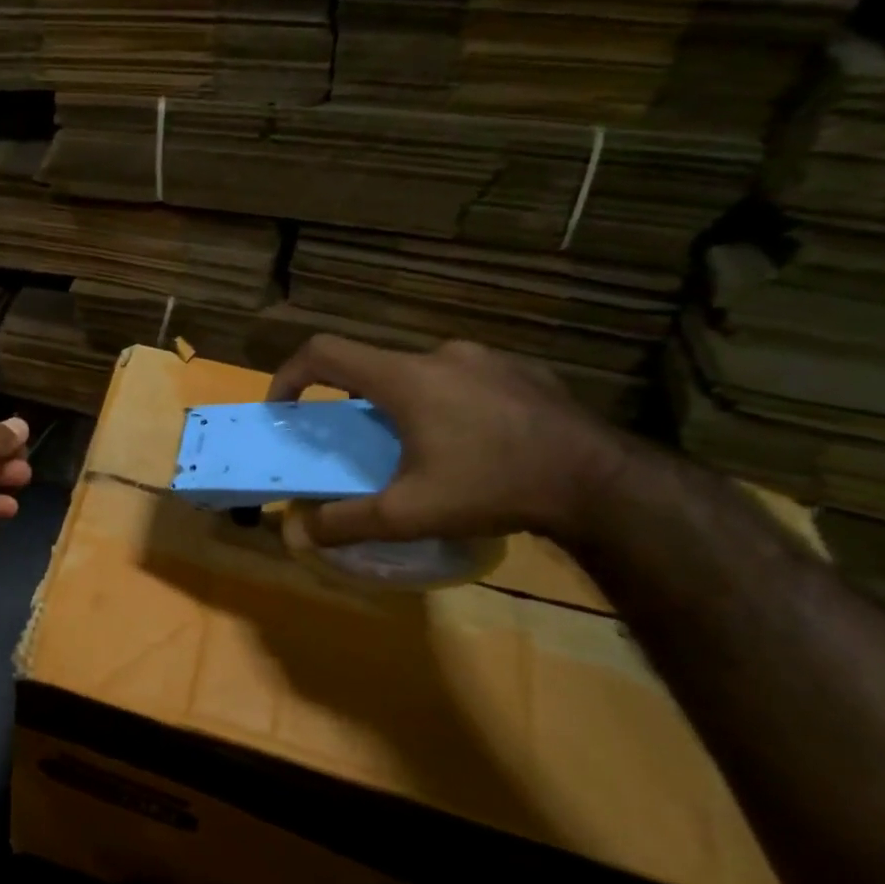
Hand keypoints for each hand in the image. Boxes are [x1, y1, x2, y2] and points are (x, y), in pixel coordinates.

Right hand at [267, 336, 630, 548]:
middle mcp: (442, 355)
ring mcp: (488, 359)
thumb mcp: (408, 515)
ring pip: (420, 374)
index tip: (282, 408)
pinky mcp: (523, 372)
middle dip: (352, 404)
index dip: (289, 375)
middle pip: (373, 368)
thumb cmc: (493, 487)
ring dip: (402, 405)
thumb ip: (345, 522)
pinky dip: (446, 405)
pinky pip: (464, 381)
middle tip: (359, 446)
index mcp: (405, 378)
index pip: (324, 352)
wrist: (602, 483)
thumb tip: (298, 531)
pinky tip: (471, 445)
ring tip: (419, 450)